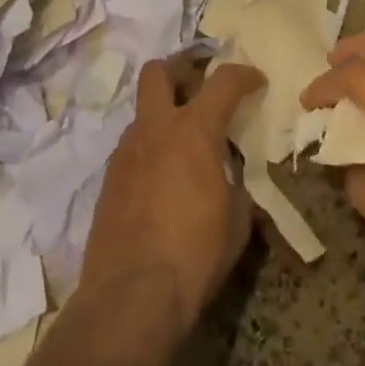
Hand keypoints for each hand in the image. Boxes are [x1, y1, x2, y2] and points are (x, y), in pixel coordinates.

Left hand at [81, 59, 265, 334]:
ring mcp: (126, 150)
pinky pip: (132, 146)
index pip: (224, 81)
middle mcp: (156, 128)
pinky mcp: (108, 178)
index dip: (244, 74)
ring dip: (163, 112)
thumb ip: (236, 188)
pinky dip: (150, 148)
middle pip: (159, 71)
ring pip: (143, 109)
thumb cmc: (194, 254)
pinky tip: (162, 178)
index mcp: (194, 129)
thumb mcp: (236, 222)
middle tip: (199, 83)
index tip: (256, 81)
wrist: (131, 296)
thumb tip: (231, 182)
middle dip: (180, 68)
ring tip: (183, 142)